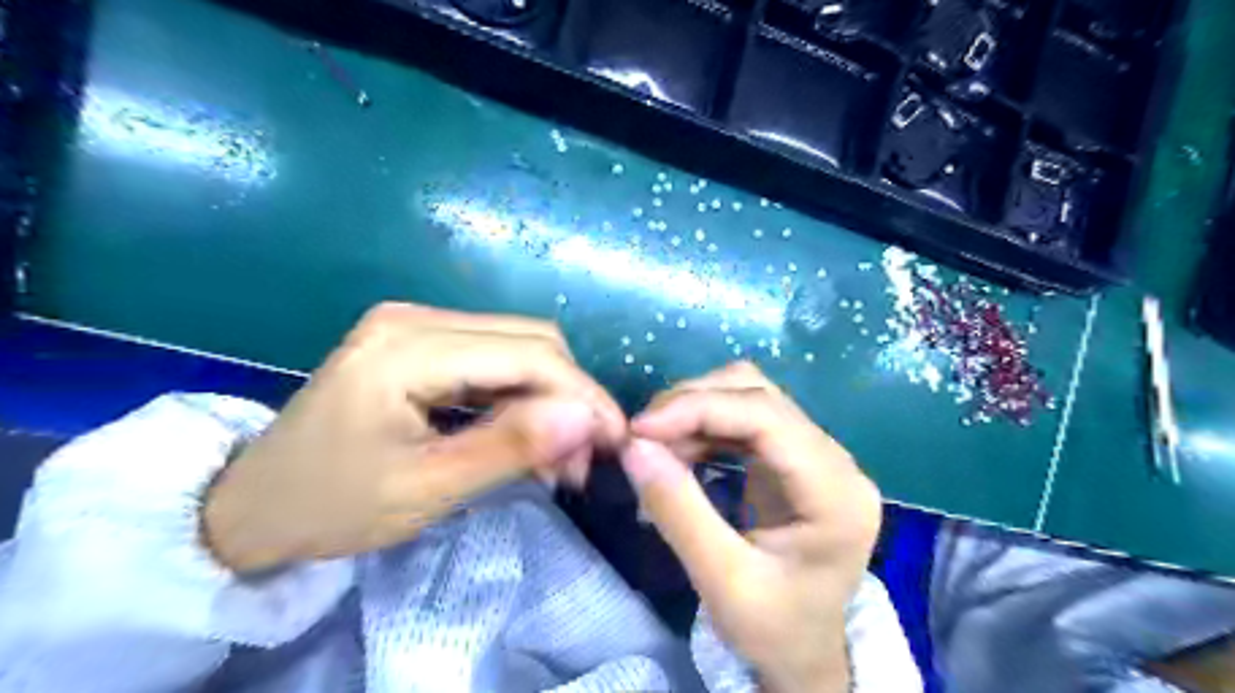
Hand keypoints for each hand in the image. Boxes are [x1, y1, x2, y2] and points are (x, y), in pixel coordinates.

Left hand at [209, 302, 627, 574]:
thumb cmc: (331, 506)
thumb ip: (509, 448)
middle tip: (583, 458)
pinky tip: (525, 433)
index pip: (528, 354)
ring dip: (550, 396)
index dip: (582, 395)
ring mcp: (415, 323)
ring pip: (517, 346)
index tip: (617, 441)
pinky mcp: (418, 340)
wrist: (252, 505)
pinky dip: (521, 395)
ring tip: (559, 455)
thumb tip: (587, 419)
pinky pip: (492, 357)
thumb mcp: (425, 489)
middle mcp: (415, 317)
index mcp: (407, 348)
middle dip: (570, 396)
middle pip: (529, 339)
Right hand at [623, 363, 882, 691]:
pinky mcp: (794, 458)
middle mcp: (835, 460)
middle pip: (759, 394)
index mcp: (836, 492)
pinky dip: (705, 424)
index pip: (767, 416)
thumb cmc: (774, 630)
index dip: (699, 408)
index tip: (640, 428)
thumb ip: (678, 511)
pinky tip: (679, 447)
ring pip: (750, 396)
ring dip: (696, 410)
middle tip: (642, 437)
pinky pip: (745, 419)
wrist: (806, 656)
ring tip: (655, 443)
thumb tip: (633, 447)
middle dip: (693, 404)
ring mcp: (817, 454)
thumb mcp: (722, 582)